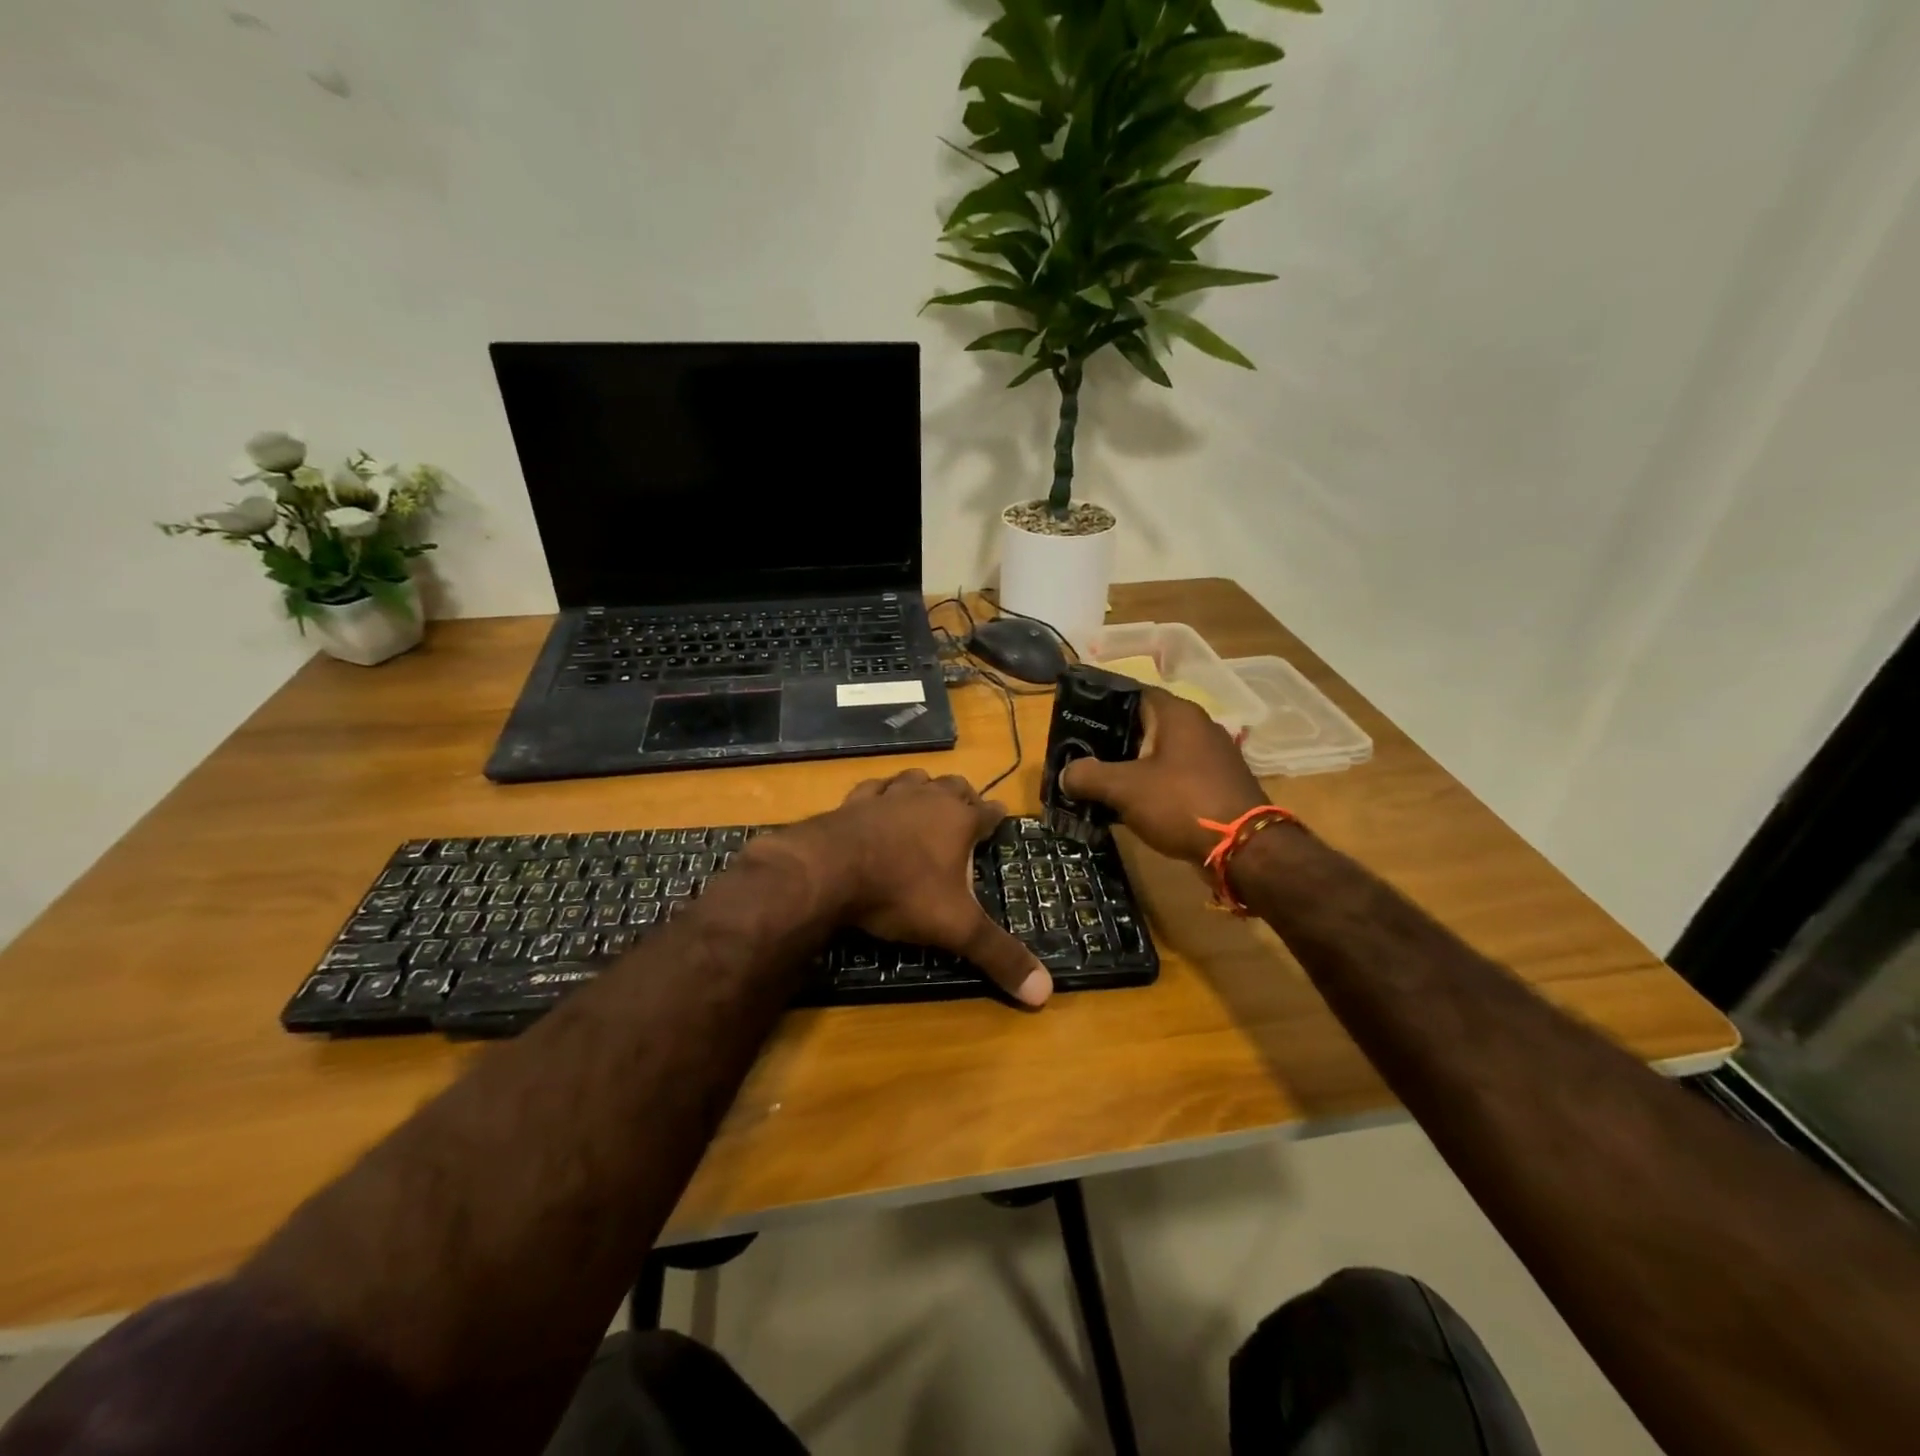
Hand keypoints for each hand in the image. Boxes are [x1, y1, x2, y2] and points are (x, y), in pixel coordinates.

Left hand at [786, 770, 1050, 1006]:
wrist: (829, 871)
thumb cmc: (902, 893)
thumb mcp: (956, 928)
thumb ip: (999, 955)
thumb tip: (1046, 992)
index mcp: (959, 820)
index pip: (990, 811)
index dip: (998, 817)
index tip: (1001, 819)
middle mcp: (927, 798)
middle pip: (955, 786)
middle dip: (964, 797)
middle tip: (966, 813)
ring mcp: (888, 795)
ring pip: (915, 778)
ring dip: (925, 788)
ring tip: (926, 802)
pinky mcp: (854, 801)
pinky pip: (874, 787)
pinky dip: (882, 793)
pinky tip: (878, 802)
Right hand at [1058, 687, 1265, 865]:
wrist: (1243, 849)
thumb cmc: (1181, 803)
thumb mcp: (1124, 788)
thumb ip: (1088, 776)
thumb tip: (1065, 774)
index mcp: (1177, 713)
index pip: (1132, 693)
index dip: (1102, 704)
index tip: (1076, 720)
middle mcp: (1198, 727)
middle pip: (1144, 724)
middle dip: (1111, 740)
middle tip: (1079, 755)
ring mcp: (1211, 757)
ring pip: (1159, 753)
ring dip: (1131, 766)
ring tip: (1098, 782)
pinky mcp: (1216, 785)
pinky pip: (1174, 777)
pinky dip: (1151, 785)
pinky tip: (1130, 804)